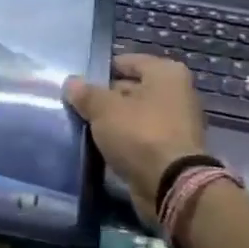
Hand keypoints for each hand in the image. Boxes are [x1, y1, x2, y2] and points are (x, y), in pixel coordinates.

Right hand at [64, 54, 205, 230]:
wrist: (171, 185)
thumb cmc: (139, 133)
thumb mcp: (103, 108)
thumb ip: (85, 93)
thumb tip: (71, 83)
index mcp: (166, 73)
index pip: (126, 62)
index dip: (101, 71)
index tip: (79, 84)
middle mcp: (177, 93)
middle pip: (132, 88)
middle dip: (106, 97)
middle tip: (78, 106)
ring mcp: (177, 123)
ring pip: (135, 115)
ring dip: (114, 121)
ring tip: (86, 127)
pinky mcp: (172, 150)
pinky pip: (141, 137)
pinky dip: (124, 140)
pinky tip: (102, 146)